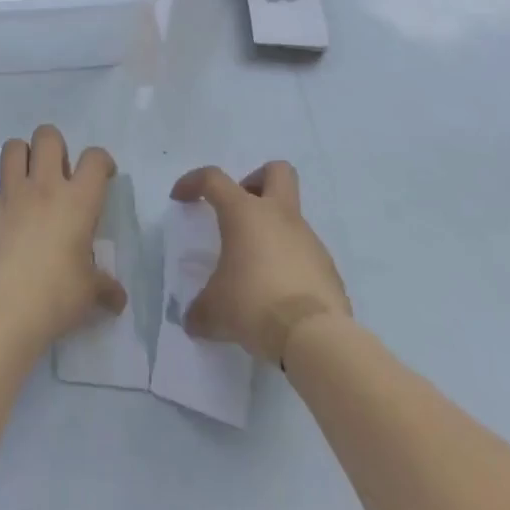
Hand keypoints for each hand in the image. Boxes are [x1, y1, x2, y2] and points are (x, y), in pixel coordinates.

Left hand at [0, 124, 126, 355]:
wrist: (3, 310)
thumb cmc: (55, 298)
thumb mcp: (88, 294)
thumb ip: (104, 288)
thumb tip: (118, 298)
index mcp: (77, 202)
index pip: (95, 160)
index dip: (101, 161)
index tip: (102, 174)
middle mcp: (44, 186)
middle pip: (48, 138)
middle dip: (53, 146)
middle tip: (56, 171)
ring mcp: (9, 193)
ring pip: (12, 147)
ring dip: (19, 154)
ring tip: (22, 172)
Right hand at [170, 161, 350, 364]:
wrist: (315, 338)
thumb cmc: (254, 305)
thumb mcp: (215, 311)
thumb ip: (200, 310)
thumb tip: (193, 320)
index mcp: (244, 212)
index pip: (213, 179)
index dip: (193, 182)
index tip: (180, 198)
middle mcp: (279, 215)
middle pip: (276, 171)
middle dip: (256, 181)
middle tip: (239, 210)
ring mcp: (308, 239)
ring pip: (292, 216)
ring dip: (273, 230)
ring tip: (256, 268)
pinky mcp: (328, 268)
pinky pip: (305, 253)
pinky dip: (290, 263)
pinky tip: (280, 293)